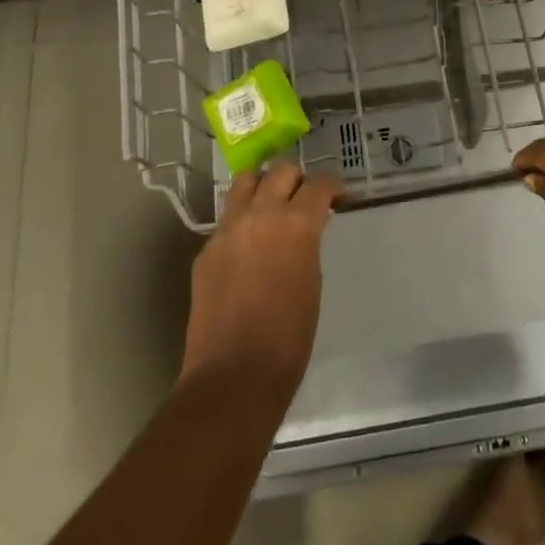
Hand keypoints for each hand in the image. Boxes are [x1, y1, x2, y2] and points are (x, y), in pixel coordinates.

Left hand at [180, 163, 340, 399]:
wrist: (235, 373)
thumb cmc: (290, 335)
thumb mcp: (312, 278)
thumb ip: (308, 243)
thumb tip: (306, 228)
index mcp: (295, 224)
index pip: (318, 184)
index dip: (333, 187)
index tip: (339, 198)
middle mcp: (259, 215)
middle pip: (280, 171)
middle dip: (297, 179)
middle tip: (305, 200)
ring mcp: (227, 230)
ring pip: (244, 182)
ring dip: (263, 186)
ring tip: (273, 206)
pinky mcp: (205, 250)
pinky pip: (227, 218)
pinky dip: (242, 219)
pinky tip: (249, 245)